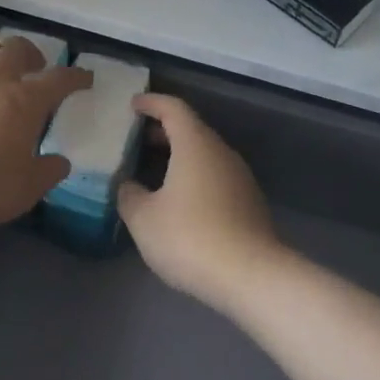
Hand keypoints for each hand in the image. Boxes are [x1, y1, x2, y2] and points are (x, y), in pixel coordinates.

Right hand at [118, 95, 283, 313]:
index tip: (133, 105)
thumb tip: (128, 185)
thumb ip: (129, 195)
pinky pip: (216, 176)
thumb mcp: (144, 218)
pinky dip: (195, 176)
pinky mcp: (250, 202)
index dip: (152, 103)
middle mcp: (220, 152)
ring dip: (181, 155)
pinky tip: (181, 201)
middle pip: (191, 129)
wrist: (251, 276)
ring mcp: (239, 177)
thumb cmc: (190, 237)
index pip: (173, 108)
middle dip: (164, 129)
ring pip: (206, 154)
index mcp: (194, 144)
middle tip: (138, 138)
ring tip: (156, 170)